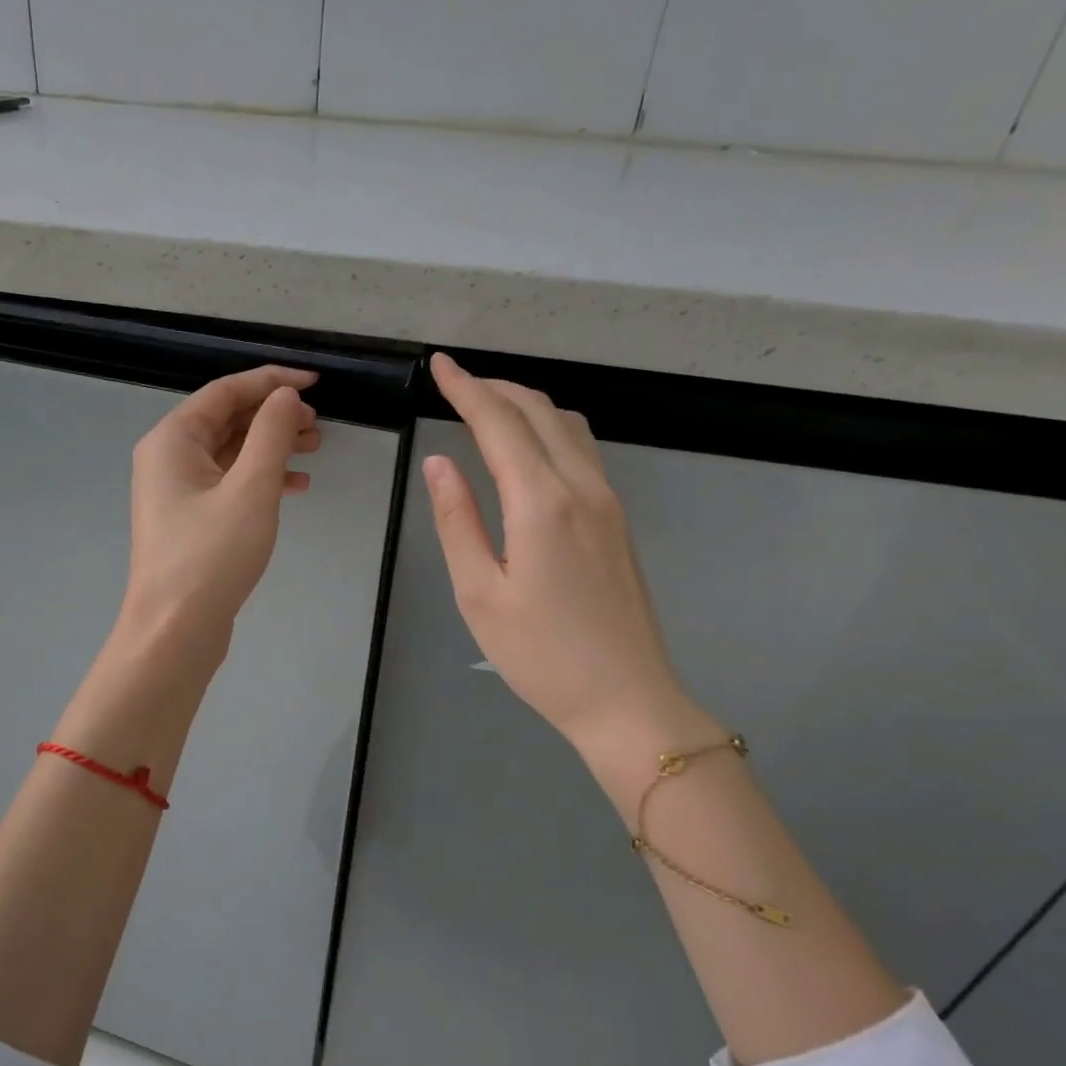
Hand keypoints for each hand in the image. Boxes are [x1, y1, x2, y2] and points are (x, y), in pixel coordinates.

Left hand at [119, 364, 320, 655]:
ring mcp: (177, 491)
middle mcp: (168, 458)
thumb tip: (285, 397)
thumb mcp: (251, 488)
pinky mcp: (190, 520)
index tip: (316, 383)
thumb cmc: (211, 556)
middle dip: (274, 416)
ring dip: (272, 447)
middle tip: (319, 425)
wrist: (174, 631)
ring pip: (231, 453)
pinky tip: (295, 486)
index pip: (226, 391)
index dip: (271, 381)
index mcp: (173, 439)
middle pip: (227, 419)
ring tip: (315, 450)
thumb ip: (271, 434)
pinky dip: (261, 479)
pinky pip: (228, 483)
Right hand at [423, 353, 722, 797]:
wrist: (627, 700)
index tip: (440, 365)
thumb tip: (438, 462)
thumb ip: (457, 520)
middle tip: (456, 382)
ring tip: (488, 406)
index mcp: (541, 502)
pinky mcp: (619, 519)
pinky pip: (583, 449)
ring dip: (526, 404)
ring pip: (567, 425)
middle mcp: (582, 487)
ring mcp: (608, 501)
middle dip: (495, 388)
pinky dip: (550, 428)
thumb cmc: (541, 655)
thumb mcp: (480, 593)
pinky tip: (531, 446)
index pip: (498, 424)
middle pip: (539, 412)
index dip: (466, 389)